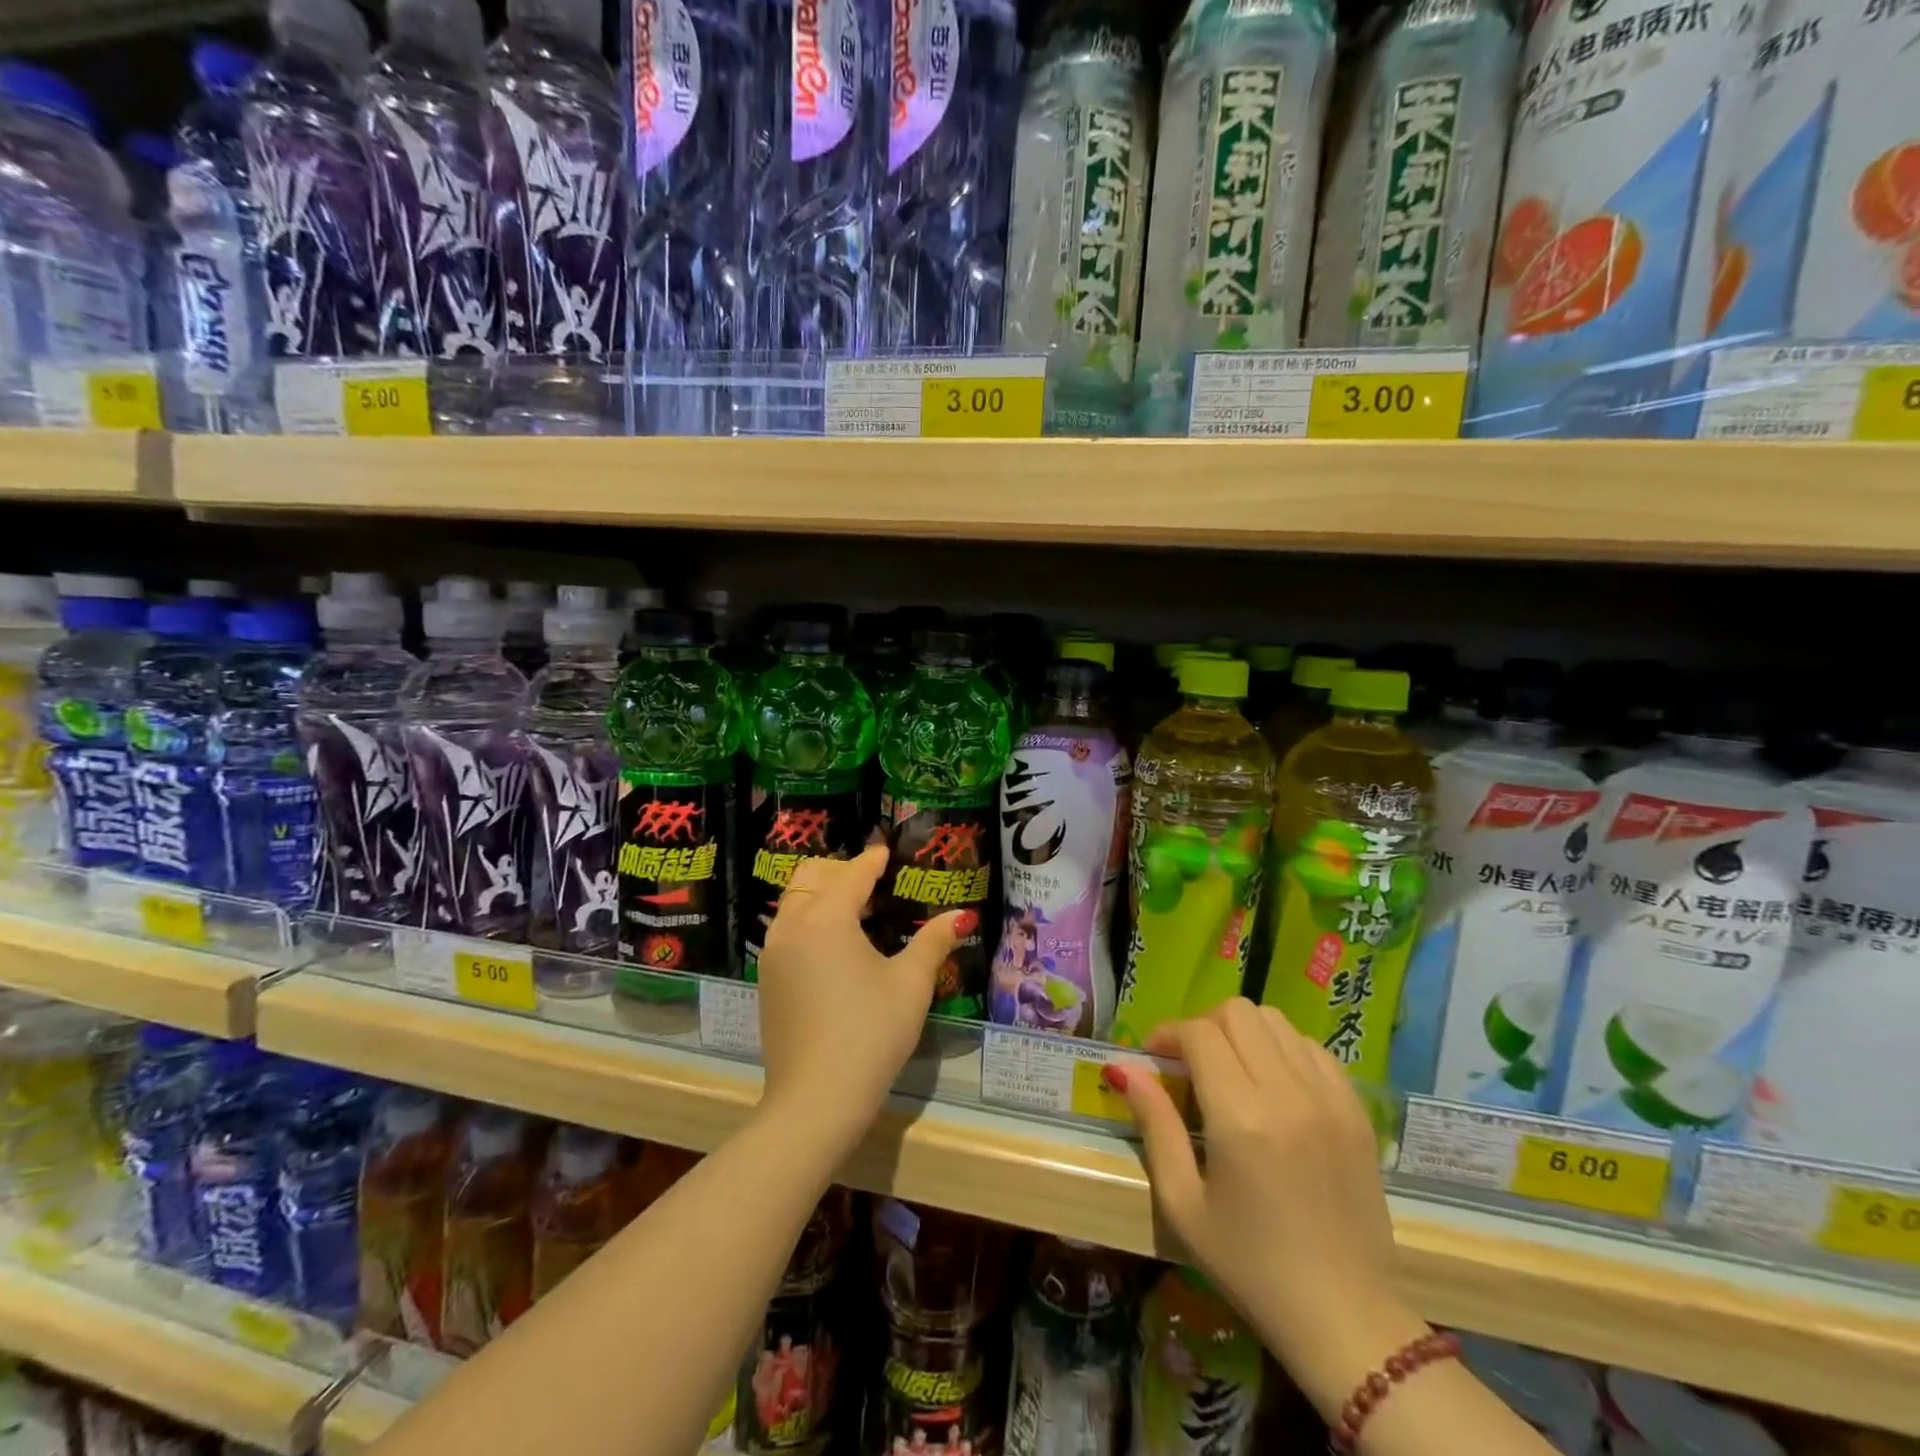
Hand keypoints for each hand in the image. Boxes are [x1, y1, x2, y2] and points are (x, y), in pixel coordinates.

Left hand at [754, 845, 970, 1155]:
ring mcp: (773, 954)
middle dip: (841, 871)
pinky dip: (808, 919)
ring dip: (821, 894)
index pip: (852, 874)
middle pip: (812, 877)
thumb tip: (960, 916)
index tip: (886, 851)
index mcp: (827, 919)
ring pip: (794, 902)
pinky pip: (786, 929)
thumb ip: (933, 941)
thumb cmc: (870, 1034)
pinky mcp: (766, 980)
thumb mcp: (911, 985)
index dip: (872, 860)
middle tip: (873, 882)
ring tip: (855, 910)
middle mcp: (792, 927)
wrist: (815, 1101)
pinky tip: (833, 945)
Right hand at [1115, 998, 1427, 1415]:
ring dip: (1244, 1034)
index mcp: (1241, 1116)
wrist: (1345, 1318)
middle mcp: (1288, 1092)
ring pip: (1277, 1021)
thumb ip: (1154, 1125)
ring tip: (1232, 1071)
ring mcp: (1330, 1098)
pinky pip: (1313, 1049)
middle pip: (1238, 1012)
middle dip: (1204, 1026)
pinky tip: (1274, 1087)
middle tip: (1191, 1064)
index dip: (1168, 1035)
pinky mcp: (1357, 1111)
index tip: (1155, 1059)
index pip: (1199, 1033)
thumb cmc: (1249, 1266)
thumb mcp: (1183, 1203)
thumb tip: (1125, 1068)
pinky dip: (1284, 1050)